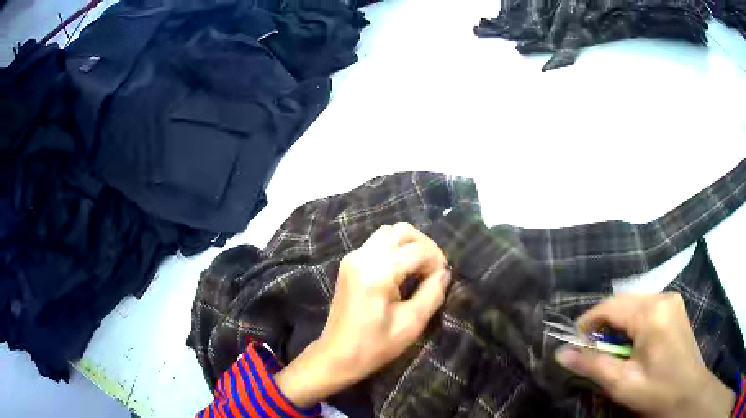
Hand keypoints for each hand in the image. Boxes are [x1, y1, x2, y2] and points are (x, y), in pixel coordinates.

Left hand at [275, 223, 450, 406]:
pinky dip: (395, 249)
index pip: (417, 249)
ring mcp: (353, 257)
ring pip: (388, 232)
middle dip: (424, 246)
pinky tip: (402, 271)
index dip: (437, 260)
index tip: (442, 279)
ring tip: (420, 269)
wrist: (336, 355)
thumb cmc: (374, 346)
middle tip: (434, 270)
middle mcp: (363, 256)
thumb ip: (432, 294)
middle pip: (402, 231)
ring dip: (409, 245)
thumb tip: (444, 273)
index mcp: (377, 272)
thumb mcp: (411, 324)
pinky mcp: (349, 263)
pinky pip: (377, 243)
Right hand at [555, 293, 734, 417]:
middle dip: (603, 324)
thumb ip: (592, 365)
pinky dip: (632, 322)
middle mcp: (662, 296)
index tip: (574, 344)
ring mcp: (671, 299)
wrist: (688, 392)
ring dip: (618, 324)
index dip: (587, 322)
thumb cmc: (657, 391)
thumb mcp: (622, 383)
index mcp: (651, 313)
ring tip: (611, 350)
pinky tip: (632, 343)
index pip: (610, 306)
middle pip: (622, 301)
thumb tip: (561, 353)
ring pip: (634, 303)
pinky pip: (646, 307)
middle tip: (591, 350)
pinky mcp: (675, 307)